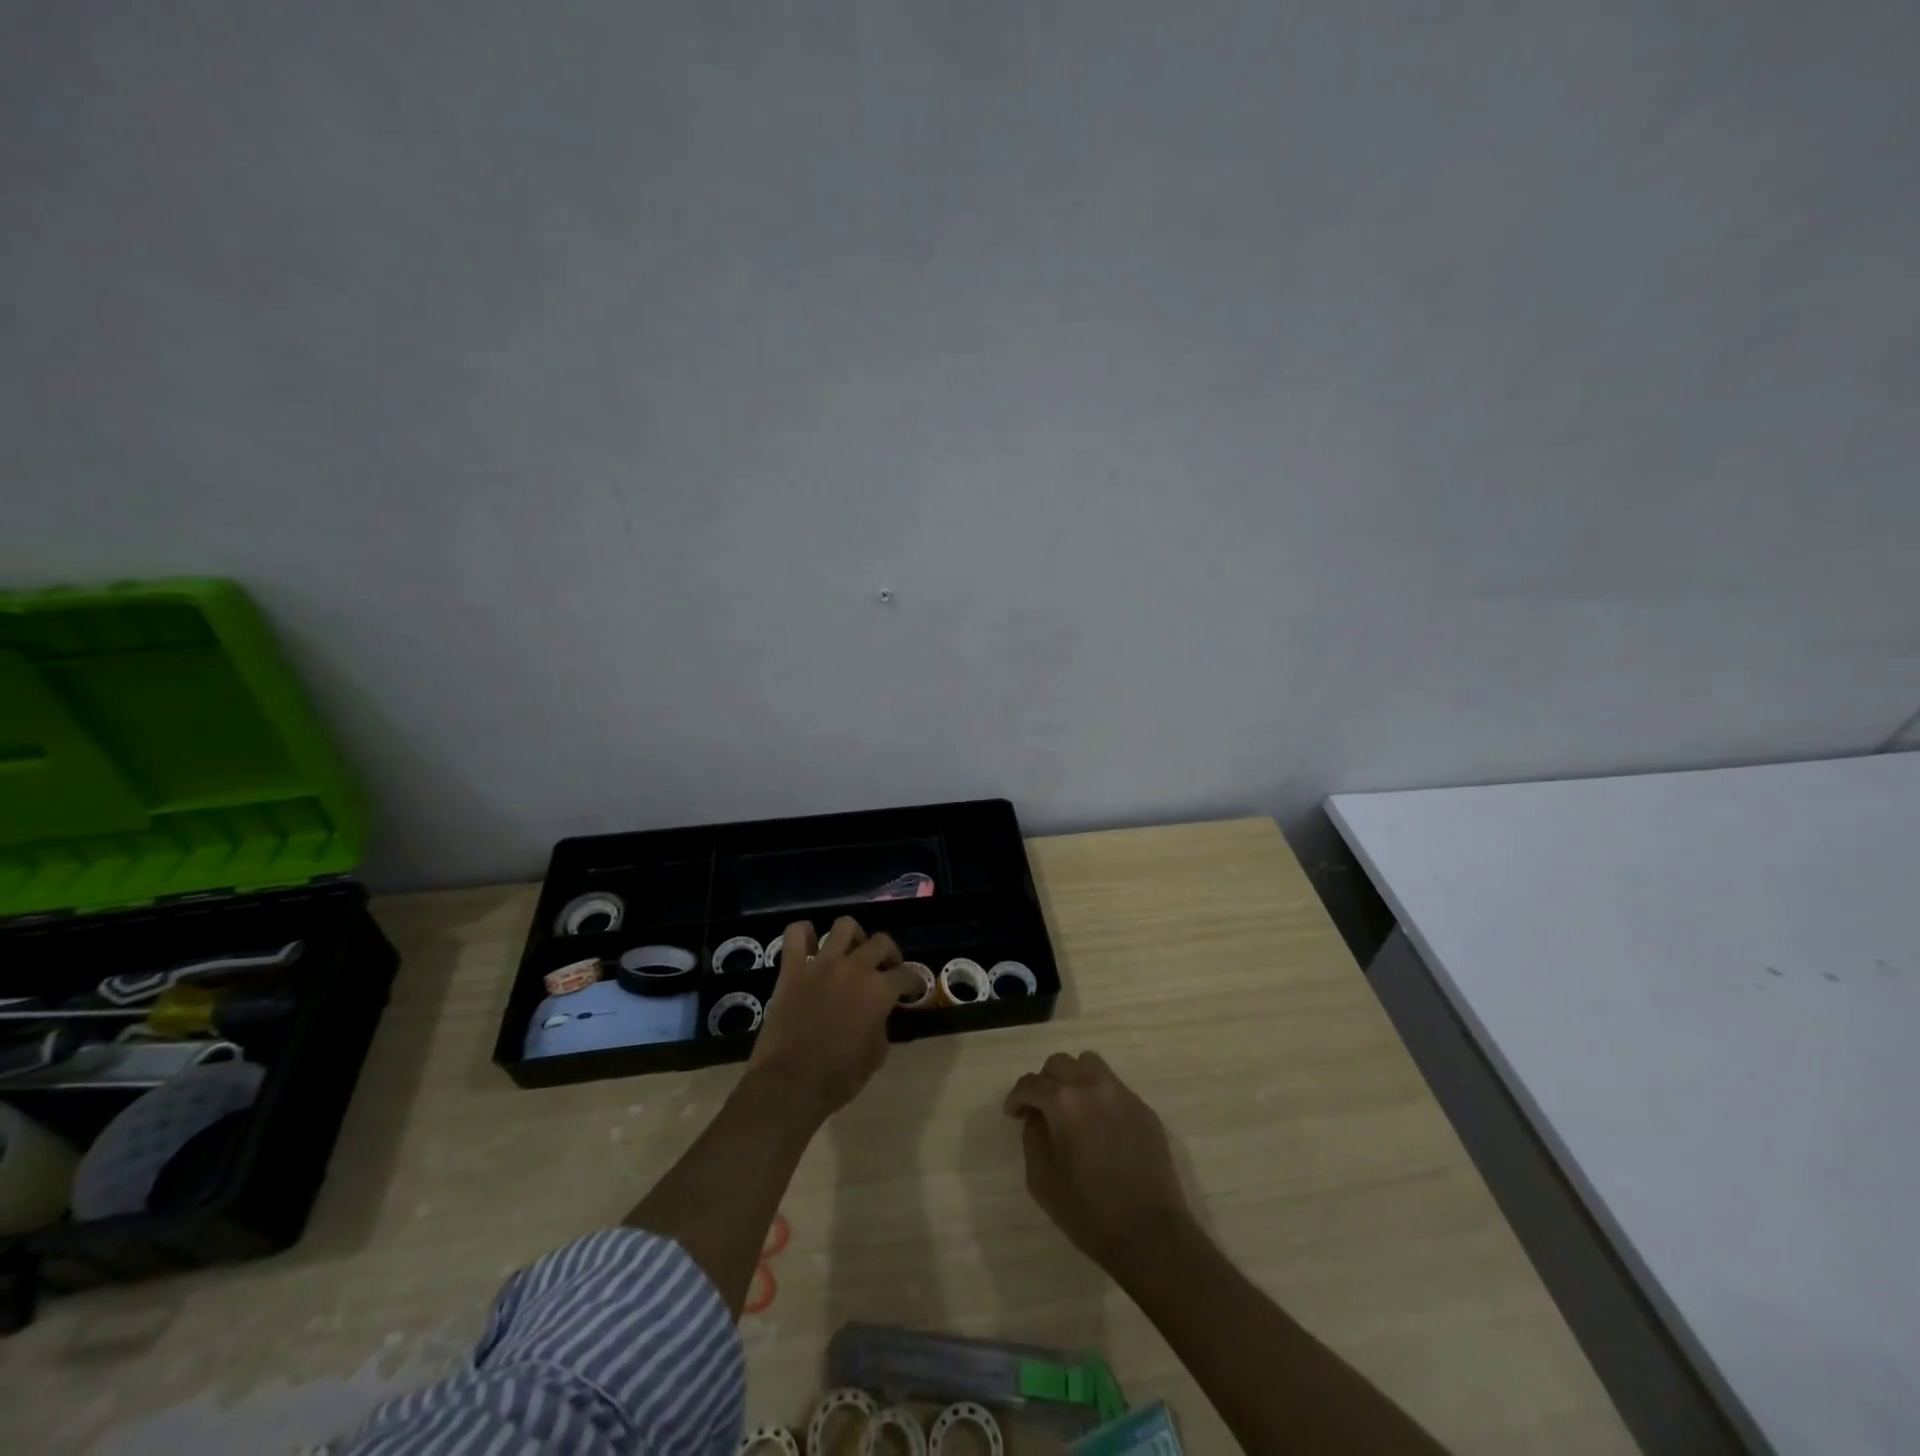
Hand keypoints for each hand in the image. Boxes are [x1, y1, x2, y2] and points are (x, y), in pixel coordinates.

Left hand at [749, 916, 909, 1119]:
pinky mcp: (792, 968)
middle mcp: (854, 968)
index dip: (913, 981)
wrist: (790, 1083)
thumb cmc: (838, 1076)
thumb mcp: (876, 1055)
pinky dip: (804, 933)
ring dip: (853, 936)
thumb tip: (878, 1013)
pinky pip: (796, 934)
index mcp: (879, 990)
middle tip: (886, 969)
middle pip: (881, 942)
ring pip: (844, 926)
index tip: (912, 989)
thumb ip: (882, 1024)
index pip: (906, 975)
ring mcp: (821, 964)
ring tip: (852, 952)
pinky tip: (811, 945)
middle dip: (889, 953)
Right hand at [1005, 1051, 1193, 1271]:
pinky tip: (1100, 1127)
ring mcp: (1123, 1095)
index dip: (1017, 1097)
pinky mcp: (1144, 1109)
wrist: (1151, 1234)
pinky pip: (1114, 1088)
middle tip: (1041, 1108)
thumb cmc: (1090, 1213)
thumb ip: (1032, 1139)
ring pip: (1090, 1064)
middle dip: (1044, 1082)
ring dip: (1074, 1078)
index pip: (1032, 1083)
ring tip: (1071, 1107)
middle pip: (1060, 1063)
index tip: (1013, 1113)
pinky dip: (1099, 1096)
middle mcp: (1094, 1087)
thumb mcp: (1043, 1182)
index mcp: (1065, 1103)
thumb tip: (1036, 1117)